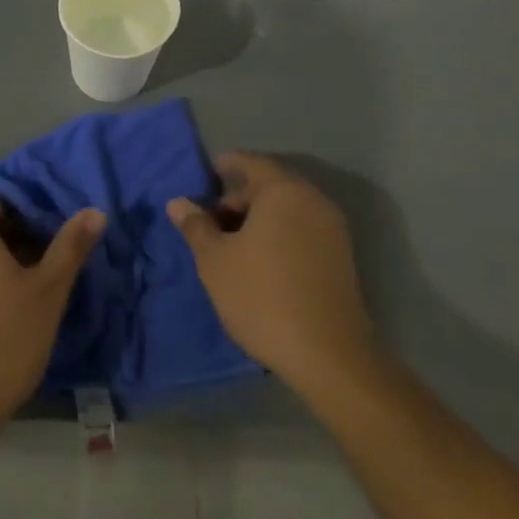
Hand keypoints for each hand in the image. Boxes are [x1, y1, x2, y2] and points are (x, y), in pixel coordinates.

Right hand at [167, 153, 375, 401]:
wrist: (327, 354)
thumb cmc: (261, 296)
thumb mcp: (215, 260)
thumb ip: (196, 226)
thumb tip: (178, 202)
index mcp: (284, 192)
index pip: (252, 163)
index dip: (226, 166)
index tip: (205, 176)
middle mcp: (314, 201)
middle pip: (271, 185)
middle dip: (238, 196)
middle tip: (209, 219)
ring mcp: (332, 229)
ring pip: (288, 209)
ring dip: (258, 218)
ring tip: (229, 243)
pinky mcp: (341, 257)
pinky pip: (302, 229)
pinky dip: (278, 233)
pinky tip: (257, 260)